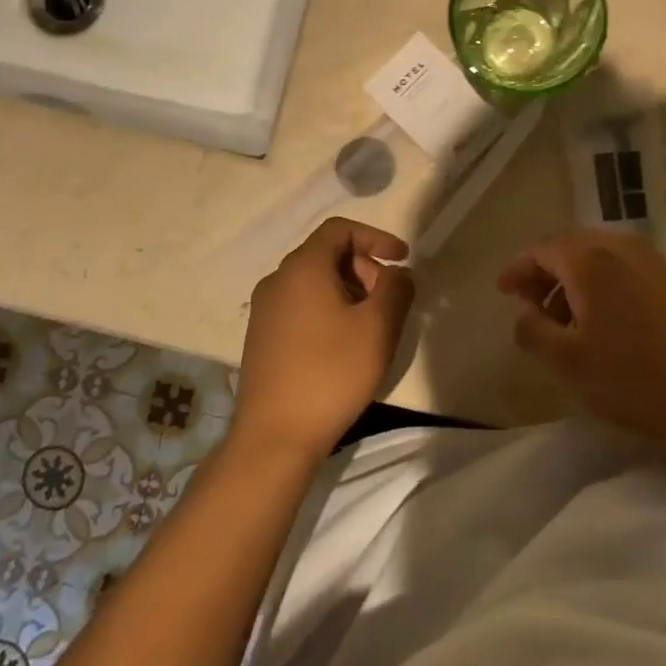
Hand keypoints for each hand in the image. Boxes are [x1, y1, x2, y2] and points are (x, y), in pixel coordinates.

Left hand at [232, 218, 414, 460]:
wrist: (274, 437)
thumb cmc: (331, 373)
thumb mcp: (378, 327)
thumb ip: (396, 288)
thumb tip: (396, 273)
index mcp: (303, 267)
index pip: (340, 229)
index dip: (376, 237)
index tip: (403, 259)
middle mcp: (277, 280)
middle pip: (326, 254)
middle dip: (365, 268)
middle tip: (389, 301)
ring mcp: (265, 310)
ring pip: (314, 282)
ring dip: (348, 291)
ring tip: (371, 326)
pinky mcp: (262, 338)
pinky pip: (301, 306)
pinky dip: (328, 310)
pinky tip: (344, 346)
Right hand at [497, 231, 665, 445]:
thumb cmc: (636, 377)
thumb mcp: (569, 363)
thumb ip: (533, 332)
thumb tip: (523, 314)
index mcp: (589, 260)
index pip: (541, 249)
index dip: (517, 269)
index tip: (503, 293)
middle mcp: (619, 246)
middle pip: (569, 247)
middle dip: (544, 273)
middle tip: (529, 305)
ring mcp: (650, 259)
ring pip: (597, 258)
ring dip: (572, 280)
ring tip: (563, 320)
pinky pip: (622, 268)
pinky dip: (600, 285)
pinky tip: (601, 321)